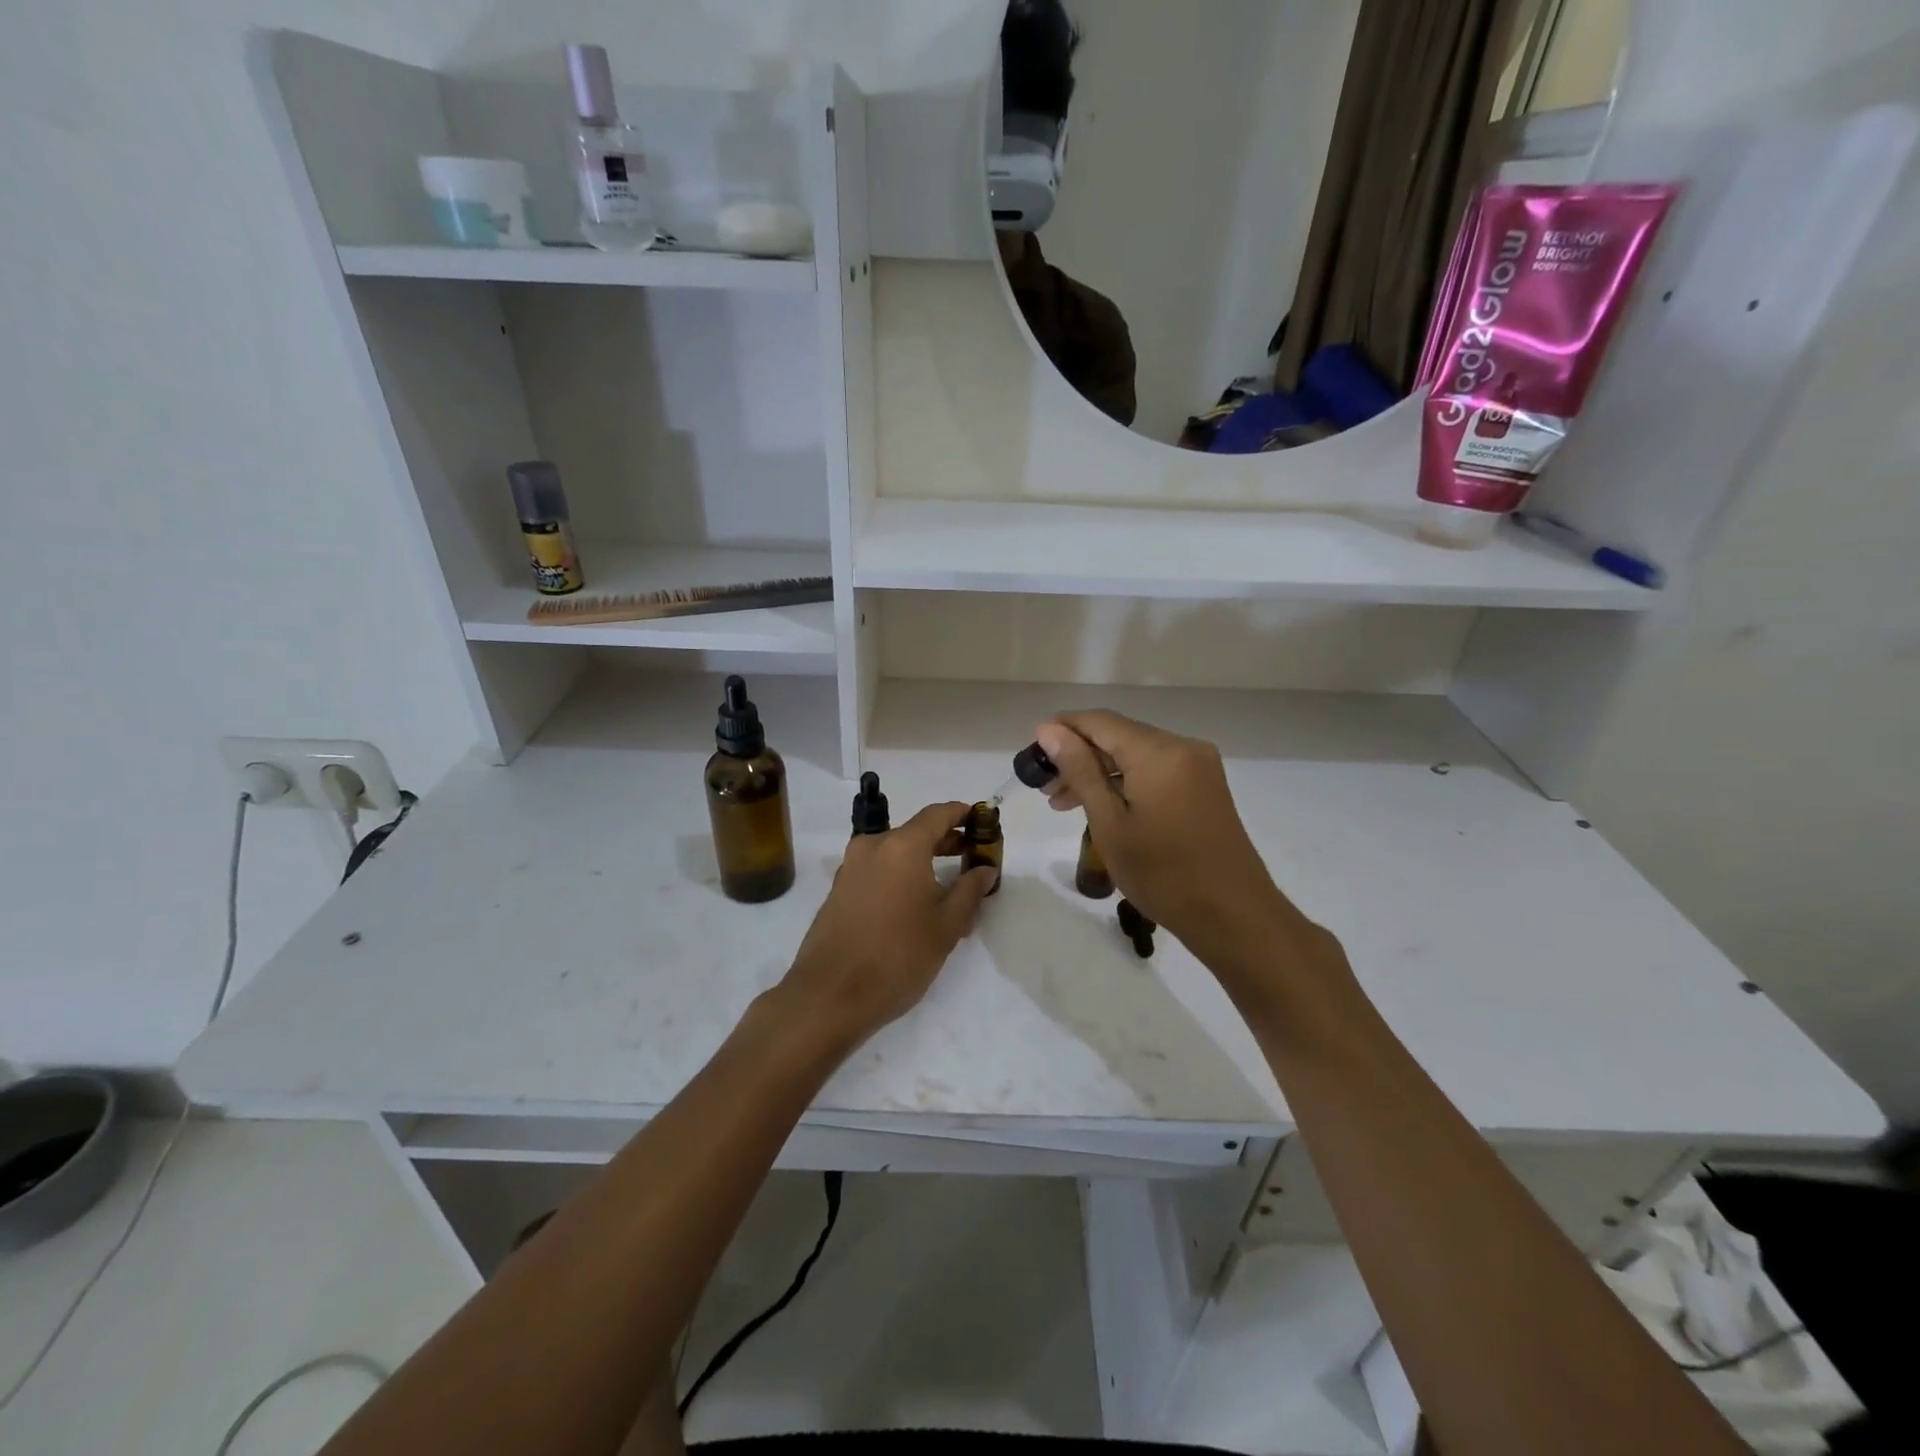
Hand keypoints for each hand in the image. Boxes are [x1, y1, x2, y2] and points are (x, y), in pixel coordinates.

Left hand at [775, 802, 997, 1049]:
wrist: (830, 996)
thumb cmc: (898, 956)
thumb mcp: (946, 926)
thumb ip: (969, 890)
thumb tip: (985, 869)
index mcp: (902, 846)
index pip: (937, 814)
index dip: (962, 814)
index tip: (982, 820)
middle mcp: (873, 847)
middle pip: (915, 832)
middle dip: (945, 841)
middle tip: (972, 856)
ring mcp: (851, 868)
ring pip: (895, 854)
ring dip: (923, 862)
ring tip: (949, 889)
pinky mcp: (839, 890)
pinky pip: (878, 871)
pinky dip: (900, 877)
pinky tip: (916, 905)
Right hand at [1035, 713, 1329, 983]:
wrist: (1233, 915)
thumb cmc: (1163, 873)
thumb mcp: (1109, 822)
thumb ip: (1080, 770)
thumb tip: (1049, 730)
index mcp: (1159, 751)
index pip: (1099, 721)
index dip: (1062, 729)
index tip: (1032, 752)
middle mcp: (1182, 747)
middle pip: (1118, 736)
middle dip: (1078, 755)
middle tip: (1044, 787)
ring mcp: (1198, 767)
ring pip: (1136, 755)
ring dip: (1100, 772)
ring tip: (1064, 803)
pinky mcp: (1204, 786)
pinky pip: (1155, 770)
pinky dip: (1125, 782)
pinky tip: (1103, 806)